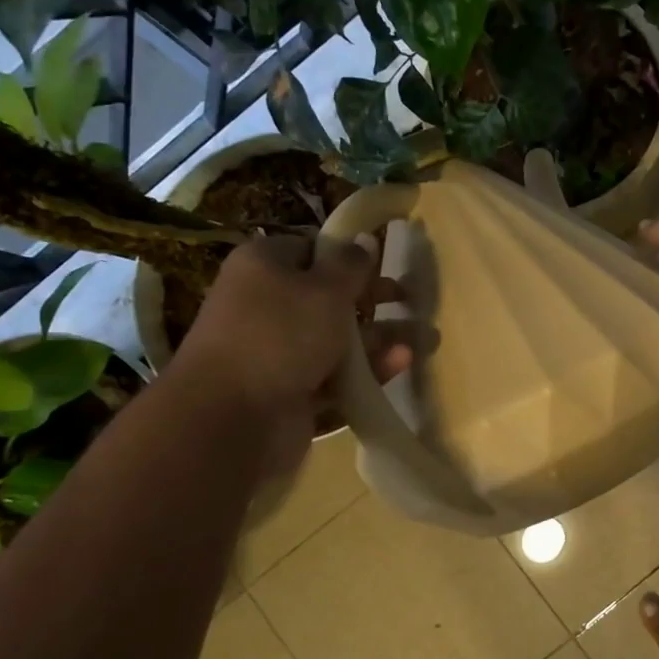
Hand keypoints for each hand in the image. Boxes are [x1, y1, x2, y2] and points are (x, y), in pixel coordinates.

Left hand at [172, 234, 410, 466]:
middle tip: (410, 301)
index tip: (384, 264)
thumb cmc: (280, 335)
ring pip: (337, 340)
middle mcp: (267, 305)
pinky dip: (367, 371)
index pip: (311, 249)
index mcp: (264, 266)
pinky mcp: (291, 392)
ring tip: (426, 340)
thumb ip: (351, 265)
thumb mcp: (325, 290)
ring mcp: (278, 352)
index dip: (348, 255)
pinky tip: (401, 364)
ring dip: (380, 339)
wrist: (232, 418)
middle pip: (328, 296)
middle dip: (373, 299)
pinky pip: (336, 376)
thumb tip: (364, 241)